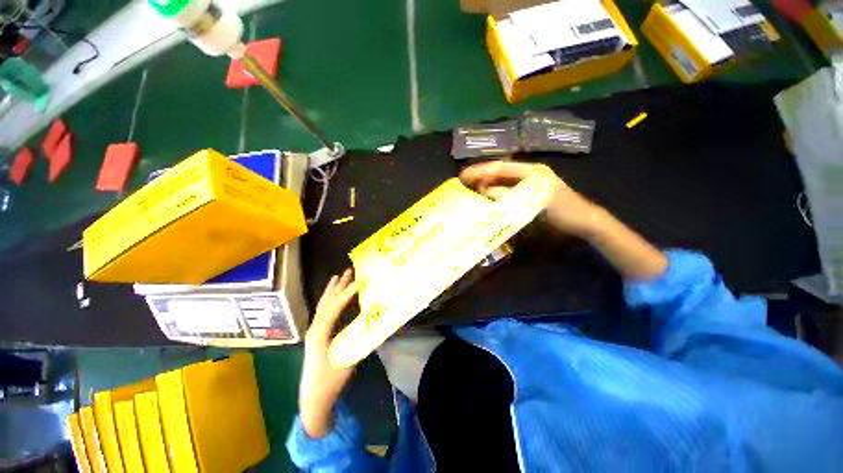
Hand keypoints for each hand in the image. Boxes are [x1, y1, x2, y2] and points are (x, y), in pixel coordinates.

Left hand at [299, 269, 358, 437]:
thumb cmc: (330, 381)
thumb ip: (359, 338)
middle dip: (338, 285)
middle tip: (348, 271)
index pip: (336, 306)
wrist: (313, 399)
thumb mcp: (348, 359)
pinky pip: (323, 312)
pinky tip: (333, 298)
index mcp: (320, 332)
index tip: (360, 280)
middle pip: (327, 301)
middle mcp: (315, 328)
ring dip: (332, 291)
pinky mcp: (316, 335)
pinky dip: (329, 301)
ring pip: (323, 305)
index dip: (348, 292)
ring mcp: (314, 331)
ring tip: (337, 277)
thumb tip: (373, 320)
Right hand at [459, 160, 601, 237]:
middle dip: (481, 175)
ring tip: (471, 188)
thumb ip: (509, 195)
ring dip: (487, 183)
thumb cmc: (562, 211)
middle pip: (500, 171)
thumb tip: (485, 190)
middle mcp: (529, 172)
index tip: (463, 176)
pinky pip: (508, 188)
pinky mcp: (530, 191)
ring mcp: (530, 182)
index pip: (500, 167)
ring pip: (503, 179)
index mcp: (531, 170)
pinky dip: (496, 191)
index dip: (480, 171)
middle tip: (463, 181)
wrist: (584, 221)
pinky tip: (487, 195)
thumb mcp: (535, 203)